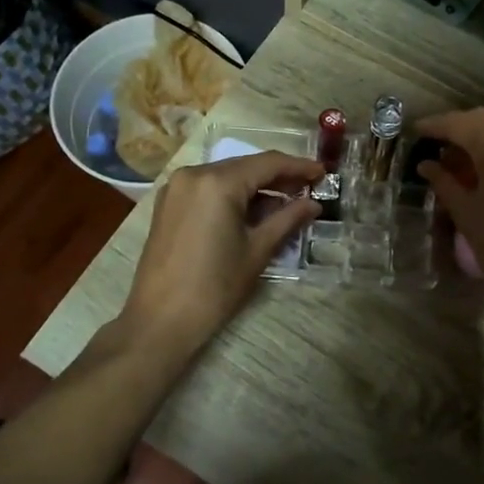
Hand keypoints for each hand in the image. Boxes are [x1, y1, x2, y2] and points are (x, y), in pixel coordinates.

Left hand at [118, 151, 321, 358]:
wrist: (160, 321)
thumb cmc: (214, 287)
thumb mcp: (257, 251)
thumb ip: (288, 219)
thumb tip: (313, 204)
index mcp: (218, 182)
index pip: (268, 163)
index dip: (298, 167)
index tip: (323, 173)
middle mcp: (194, 174)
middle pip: (246, 166)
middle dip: (278, 176)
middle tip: (309, 189)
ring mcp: (177, 187)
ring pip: (227, 175)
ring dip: (256, 186)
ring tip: (286, 202)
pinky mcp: (169, 203)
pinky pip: (209, 187)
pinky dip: (233, 194)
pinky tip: (253, 210)